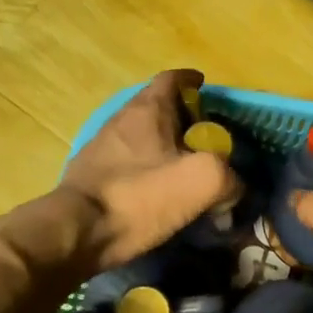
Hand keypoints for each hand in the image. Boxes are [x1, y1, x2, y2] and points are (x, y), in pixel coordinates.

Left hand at [58, 70, 239, 270]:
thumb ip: (229, 177)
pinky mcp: (91, 177)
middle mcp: (121, 120)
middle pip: (154, 107)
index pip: (171, 79)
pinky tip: (157, 190)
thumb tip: (233, 186)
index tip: (205, 87)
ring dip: (161, 144)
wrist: (78, 232)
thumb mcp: (202, 182)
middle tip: (204, 135)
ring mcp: (101, 148)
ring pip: (139, 135)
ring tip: (183, 165)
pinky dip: (145, 168)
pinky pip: (126, 162)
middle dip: (180, 116)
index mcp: (148, 110)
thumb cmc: (141, 196)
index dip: (191, 80)